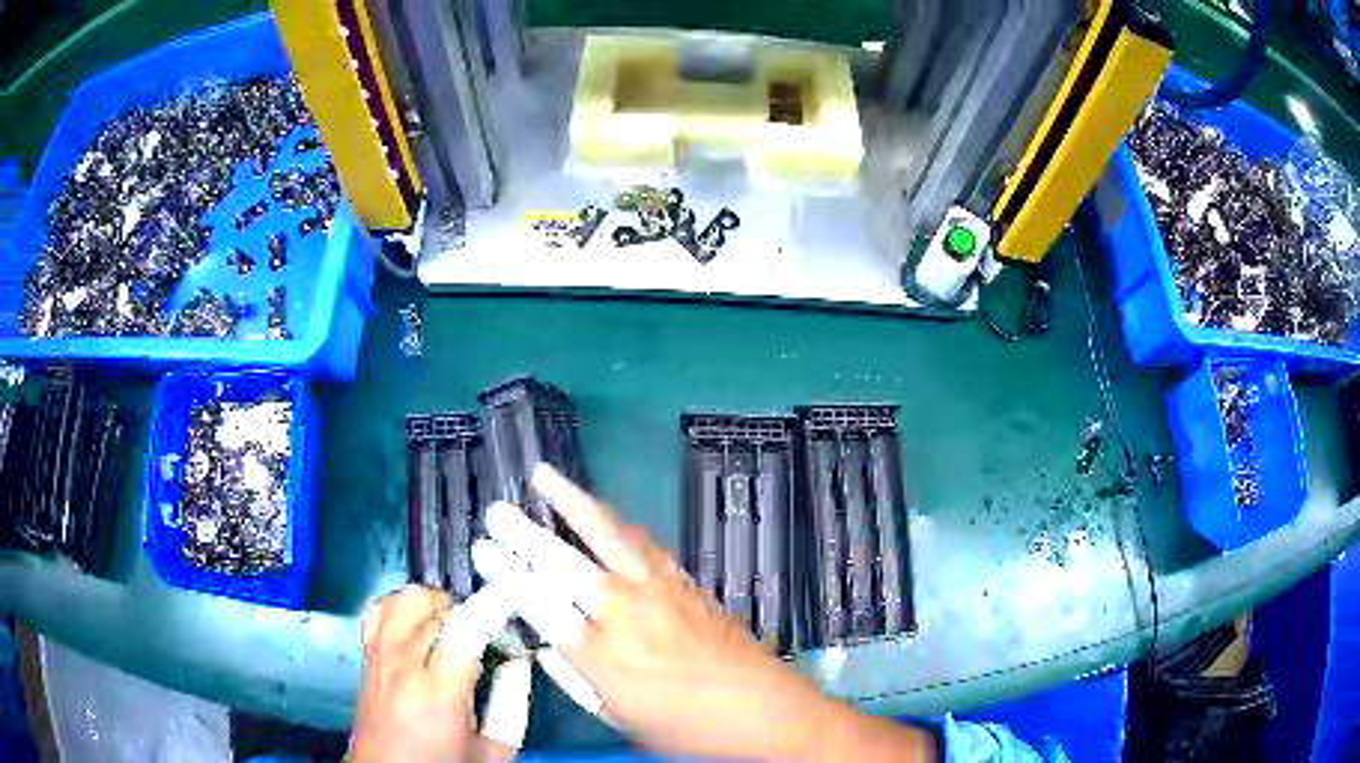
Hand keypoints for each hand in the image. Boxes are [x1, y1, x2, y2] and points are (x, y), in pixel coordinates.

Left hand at [348, 585, 521, 762]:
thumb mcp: (491, 750)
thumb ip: (510, 706)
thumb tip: (519, 664)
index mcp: (439, 692)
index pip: (467, 627)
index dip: (492, 608)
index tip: (511, 602)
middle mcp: (403, 666)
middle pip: (434, 607)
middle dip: (465, 611)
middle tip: (483, 629)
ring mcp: (379, 657)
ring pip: (403, 600)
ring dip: (432, 604)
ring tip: (450, 624)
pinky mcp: (367, 656)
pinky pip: (379, 611)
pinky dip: (400, 607)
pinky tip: (417, 623)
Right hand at [475, 465, 885, 759]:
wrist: (762, 709)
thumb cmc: (685, 726)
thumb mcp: (617, 715)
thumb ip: (576, 674)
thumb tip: (549, 639)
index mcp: (601, 652)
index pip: (539, 602)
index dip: (506, 572)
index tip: (482, 549)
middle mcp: (625, 611)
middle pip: (564, 562)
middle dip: (524, 533)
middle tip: (495, 510)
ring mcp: (659, 589)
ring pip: (608, 533)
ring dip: (573, 502)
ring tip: (544, 477)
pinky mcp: (685, 581)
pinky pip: (642, 541)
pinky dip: (615, 522)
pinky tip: (603, 514)